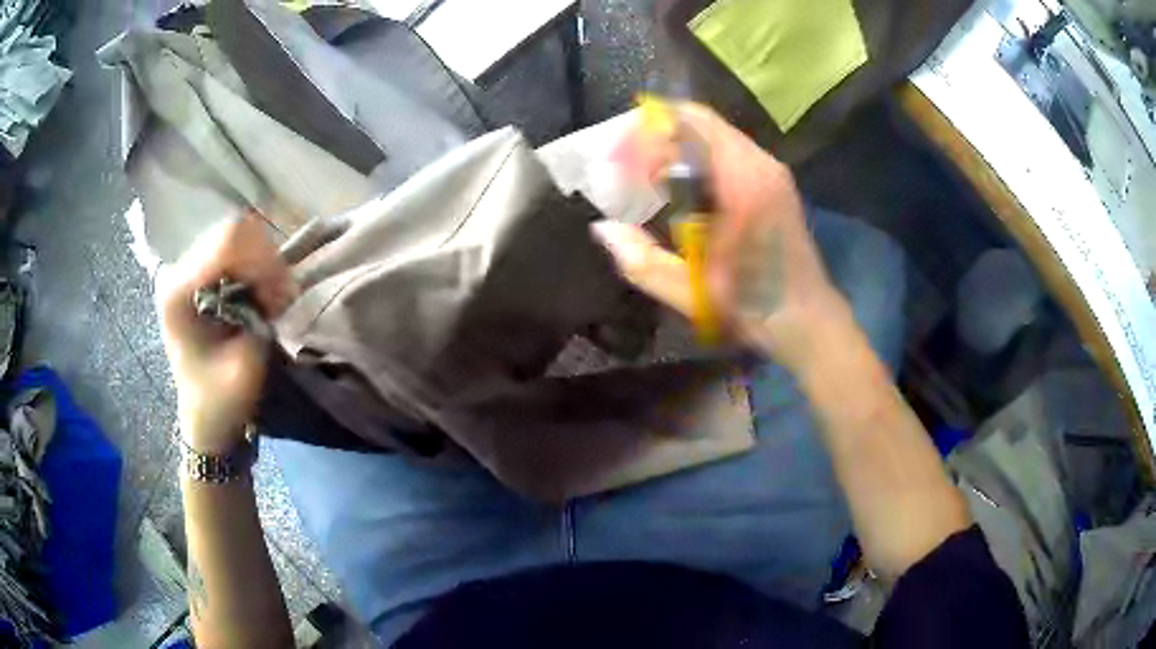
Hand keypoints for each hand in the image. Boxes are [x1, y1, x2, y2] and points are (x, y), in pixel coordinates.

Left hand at [157, 213, 297, 452]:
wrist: (206, 417)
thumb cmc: (222, 399)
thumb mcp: (246, 363)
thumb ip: (259, 315)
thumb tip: (277, 280)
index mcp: (179, 292)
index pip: (226, 242)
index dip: (263, 261)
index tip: (280, 297)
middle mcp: (178, 270)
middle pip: (233, 230)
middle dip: (265, 259)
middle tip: (279, 297)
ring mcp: (188, 268)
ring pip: (238, 234)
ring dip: (263, 261)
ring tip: (271, 297)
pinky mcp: (200, 273)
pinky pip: (237, 248)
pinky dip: (258, 264)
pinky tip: (262, 292)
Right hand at [592, 103, 850, 369]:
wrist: (809, 319)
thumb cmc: (756, 308)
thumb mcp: (695, 294)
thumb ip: (644, 262)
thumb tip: (603, 228)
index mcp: (744, 183)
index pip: (691, 124)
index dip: (647, 131)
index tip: (616, 157)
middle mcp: (761, 164)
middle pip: (701, 121)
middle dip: (656, 134)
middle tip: (623, 163)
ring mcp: (771, 170)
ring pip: (714, 133)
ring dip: (676, 144)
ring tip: (645, 175)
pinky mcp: (773, 181)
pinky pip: (726, 150)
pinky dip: (696, 156)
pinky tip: (679, 186)